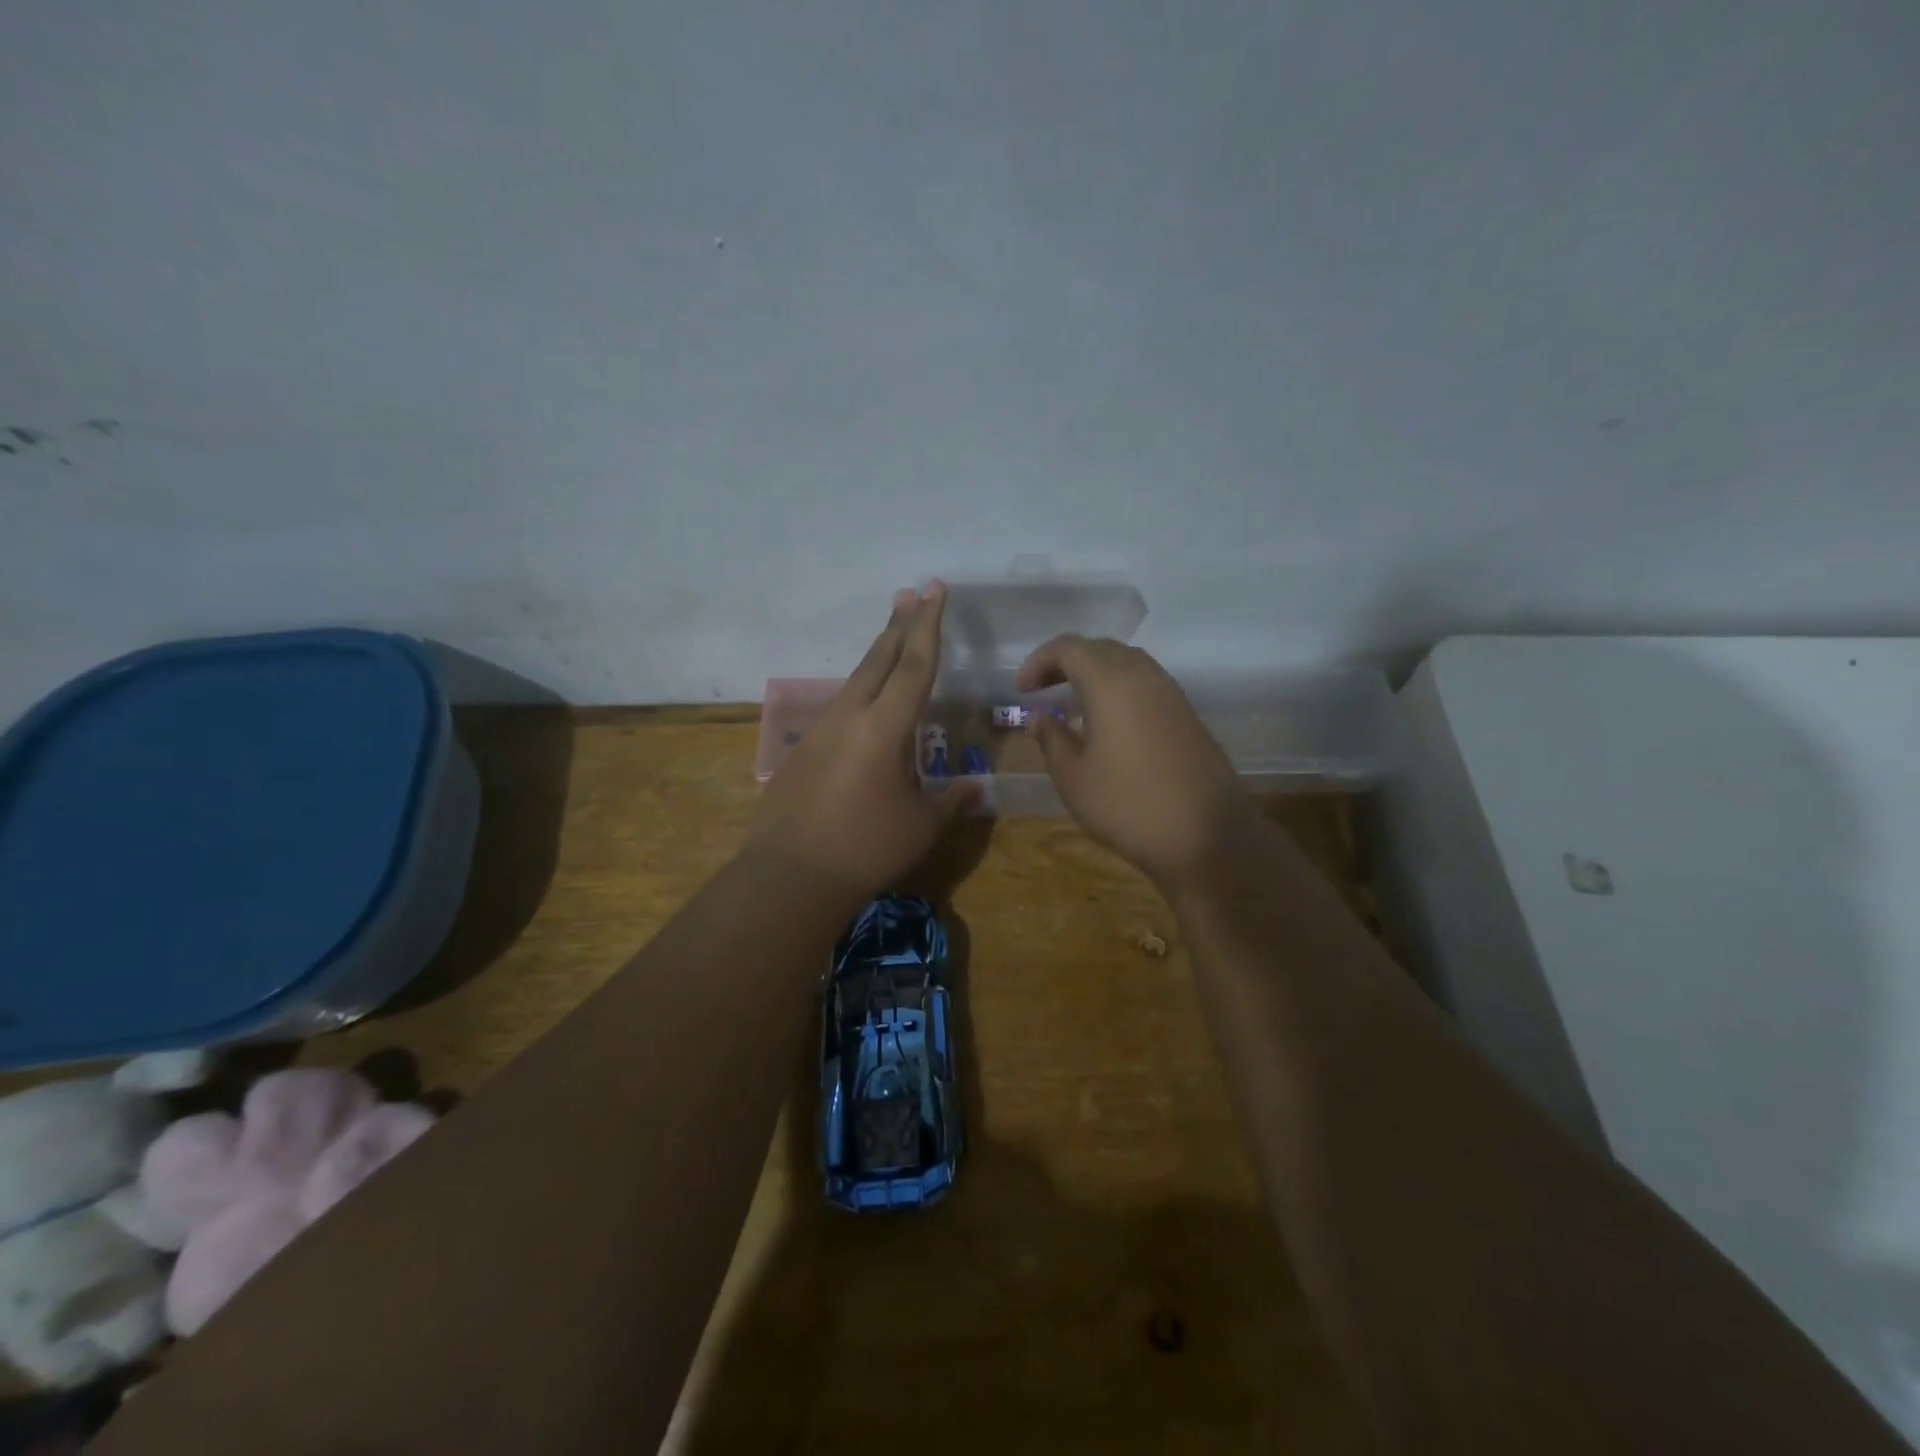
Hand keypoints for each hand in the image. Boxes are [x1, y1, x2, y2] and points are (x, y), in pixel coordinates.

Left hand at [745, 584, 972, 899]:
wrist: (790, 876)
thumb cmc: (866, 849)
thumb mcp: (921, 826)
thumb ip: (951, 800)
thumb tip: (976, 787)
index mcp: (884, 728)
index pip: (914, 665)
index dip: (928, 626)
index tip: (934, 589)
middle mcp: (850, 717)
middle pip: (878, 659)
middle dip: (899, 624)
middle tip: (911, 593)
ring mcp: (820, 731)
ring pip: (855, 680)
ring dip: (878, 656)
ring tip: (892, 638)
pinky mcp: (802, 750)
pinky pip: (840, 708)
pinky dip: (861, 692)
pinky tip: (866, 704)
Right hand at [1018, 635, 1253, 893]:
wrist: (1206, 836)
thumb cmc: (1127, 805)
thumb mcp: (1073, 777)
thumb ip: (1052, 738)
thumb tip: (1040, 716)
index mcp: (1111, 683)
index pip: (1069, 648)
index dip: (1039, 661)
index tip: (1021, 691)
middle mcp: (1144, 676)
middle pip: (1100, 648)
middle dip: (1066, 662)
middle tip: (1042, 689)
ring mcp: (1171, 694)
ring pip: (1127, 663)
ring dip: (1095, 673)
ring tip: (1073, 702)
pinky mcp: (1187, 715)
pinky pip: (1146, 684)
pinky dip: (1119, 688)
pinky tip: (1108, 721)